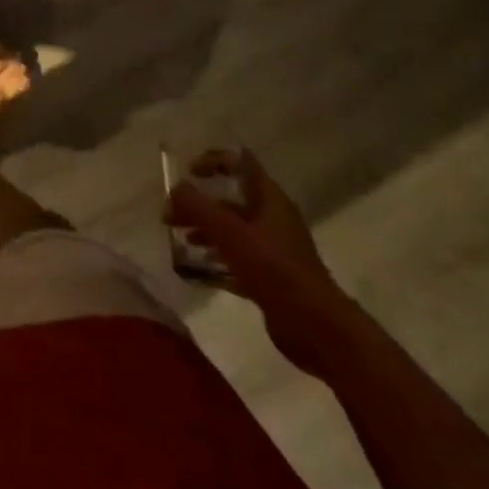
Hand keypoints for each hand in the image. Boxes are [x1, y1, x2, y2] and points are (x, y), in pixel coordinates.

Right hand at [167, 149, 354, 375]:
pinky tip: (196, 268)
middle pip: (230, 198)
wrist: (317, 328)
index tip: (188, 173)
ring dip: (204, 229)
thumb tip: (175, 190)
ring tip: (180, 239)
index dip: (213, 160)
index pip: (241, 163)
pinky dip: (216, 257)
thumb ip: (198, 207)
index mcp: (269, 199)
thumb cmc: (275, 270)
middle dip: (199, 202)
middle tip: (171, 215)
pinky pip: (237, 258)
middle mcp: (272, 218)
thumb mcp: (230, 233)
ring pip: (232, 229)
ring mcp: (273, 249)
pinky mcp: (271, 276)